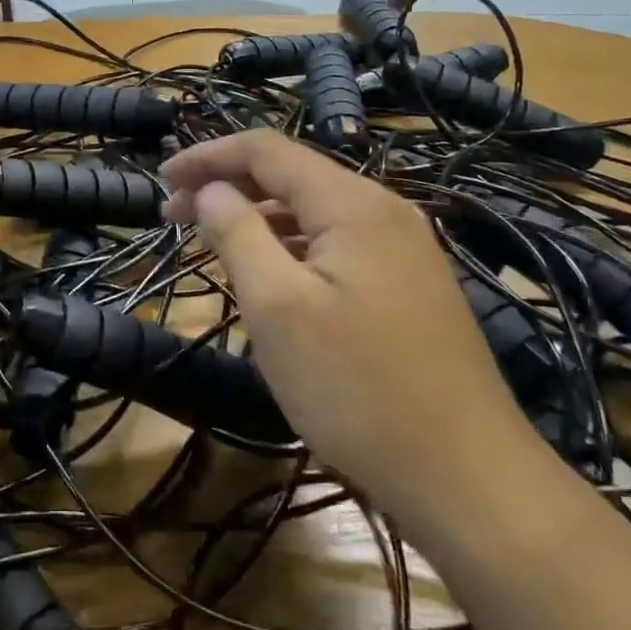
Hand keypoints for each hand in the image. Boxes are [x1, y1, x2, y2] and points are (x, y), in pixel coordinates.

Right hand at [163, 130, 539, 543]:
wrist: (469, 480)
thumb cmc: (357, 389)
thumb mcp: (277, 308)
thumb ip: (237, 234)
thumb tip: (210, 190)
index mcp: (352, 203)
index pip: (266, 149)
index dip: (208, 155)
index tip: (161, 178)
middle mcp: (383, 211)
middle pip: (291, 175)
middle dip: (228, 186)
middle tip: (173, 216)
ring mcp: (403, 249)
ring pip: (313, 211)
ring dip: (257, 216)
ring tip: (212, 242)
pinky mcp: (409, 285)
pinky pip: (335, 243)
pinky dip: (290, 245)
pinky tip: (270, 275)